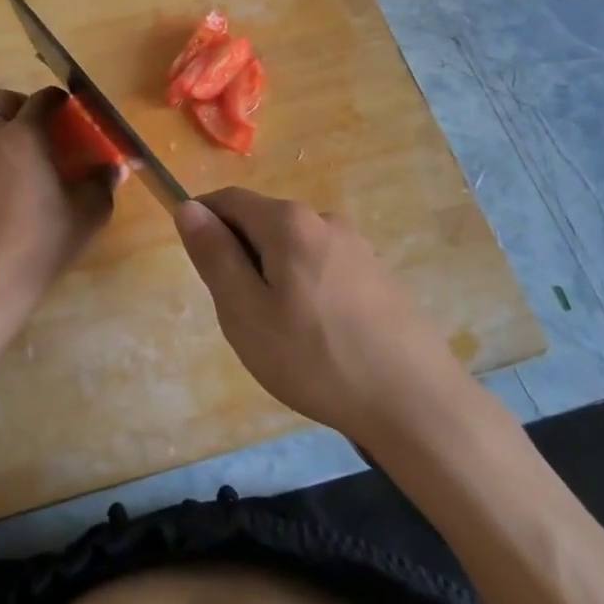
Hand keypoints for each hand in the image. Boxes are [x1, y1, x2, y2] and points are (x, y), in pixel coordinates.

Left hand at [0, 88, 114, 340]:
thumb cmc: (41, 241)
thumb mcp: (88, 212)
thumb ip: (102, 182)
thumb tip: (113, 168)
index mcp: (24, 134)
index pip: (43, 99)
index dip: (61, 101)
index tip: (73, 112)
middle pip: (3, 101)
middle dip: (24, 107)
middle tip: (46, 132)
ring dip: (5, 130)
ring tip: (27, 160)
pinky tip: (7, 188)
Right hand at [175, 189, 468, 441]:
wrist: (415, 403)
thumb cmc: (316, 358)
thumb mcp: (246, 312)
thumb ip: (214, 256)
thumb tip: (188, 208)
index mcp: (289, 222)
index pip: (228, 200)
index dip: (203, 222)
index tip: (197, 265)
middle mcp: (324, 220)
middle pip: (262, 223)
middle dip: (240, 256)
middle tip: (239, 315)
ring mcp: (357, 246)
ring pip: (293, 248)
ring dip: (273, 276)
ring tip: (280, 334)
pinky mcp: (377, 274)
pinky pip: (322, 267)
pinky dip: (304, 288)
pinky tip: (317, 338)